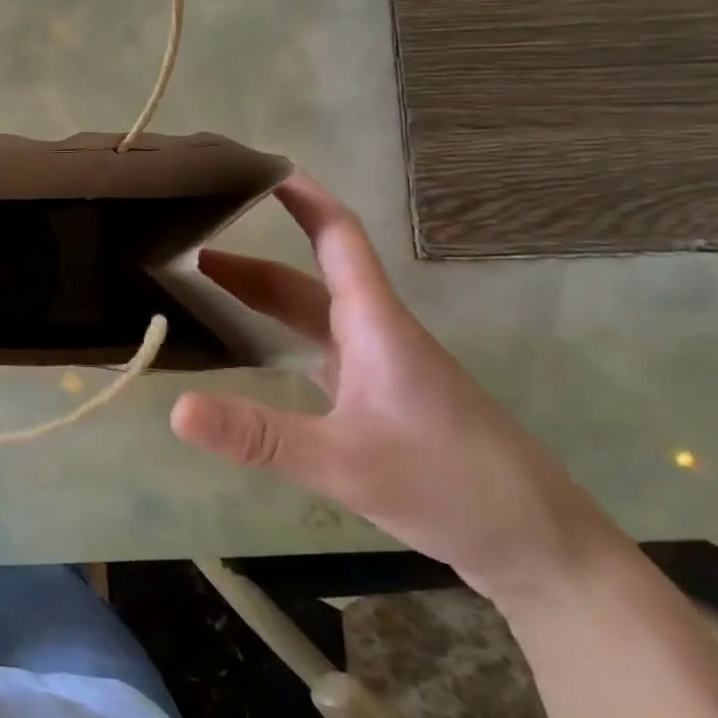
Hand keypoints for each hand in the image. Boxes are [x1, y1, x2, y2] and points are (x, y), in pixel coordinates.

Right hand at [171, 173, 620, 602]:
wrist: (542, 549)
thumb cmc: (453, 487)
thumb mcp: (347, 463)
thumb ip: (259, 436)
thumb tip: (175, 409)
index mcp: (375, 324)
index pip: (336, 237)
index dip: (301, 196)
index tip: (256, 168)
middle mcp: (375, 333)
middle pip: (307, 277)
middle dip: (250, 255)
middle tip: (188, 243)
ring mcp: (380, 367)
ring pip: (311, 313)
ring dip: (259, 295)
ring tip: (201, 288)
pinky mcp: (380, 398)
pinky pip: (317, 348)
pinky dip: (277, 334)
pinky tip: (251, 352)